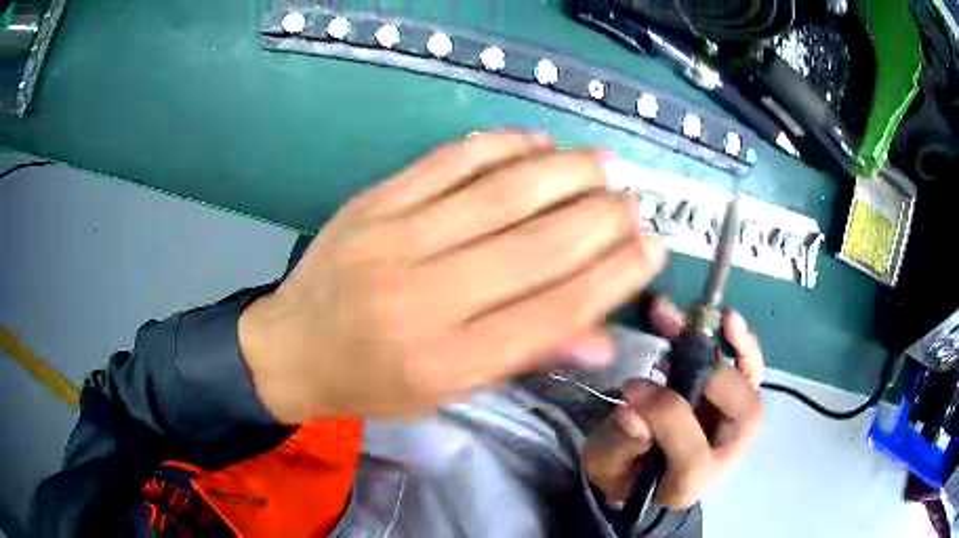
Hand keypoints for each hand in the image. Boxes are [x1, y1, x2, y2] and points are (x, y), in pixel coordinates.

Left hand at [239, 132, 667, 422]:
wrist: (291, 347)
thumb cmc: (372, 383)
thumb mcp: (448, 393)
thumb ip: (525, 358)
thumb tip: (602, 335)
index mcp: (449, 361)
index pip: (555, 310)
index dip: (615, 275)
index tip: (653, 248)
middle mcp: (426, 297)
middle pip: (538, 245)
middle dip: (602, 218)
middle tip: (635, 200)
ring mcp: (394, 238)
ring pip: (501, 192)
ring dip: (566, 171)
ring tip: (606, 163)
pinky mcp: (374, 201)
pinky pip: (449, 160)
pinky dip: (501, 145)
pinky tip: (539, 141)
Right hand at [582, 297, 764, 509]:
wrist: (641, 472)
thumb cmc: (620, 473)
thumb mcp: (606, 466)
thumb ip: (620, 445)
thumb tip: (636, 414)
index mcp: (687, 486)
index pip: (694, 459)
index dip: (669, 420)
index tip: (632, 389)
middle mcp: (723, 455)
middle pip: (742, 417)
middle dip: (711, 378)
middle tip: (671, 352)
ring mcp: (733, 426)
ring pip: (751, 385)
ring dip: (730, 346)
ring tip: (698, 316)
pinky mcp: (732, 401)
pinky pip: (751, 370)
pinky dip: (742, 344)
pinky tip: (727, 320)